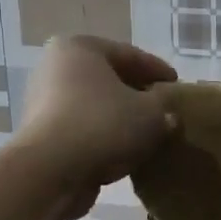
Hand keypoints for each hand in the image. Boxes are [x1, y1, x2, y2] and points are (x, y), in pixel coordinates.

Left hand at [12, 36, 176, 208]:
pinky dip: (104, 137)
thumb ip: (164, 107)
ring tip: (148, 135)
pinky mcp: (42, 135)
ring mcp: (43, 102)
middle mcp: (55, 67)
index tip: (178, 86)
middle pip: (109, 79)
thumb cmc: (103, 125)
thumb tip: (167, 115)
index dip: (159, 70)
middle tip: (164, 110)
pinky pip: (83, 130)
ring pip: (95, 106)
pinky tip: (125, 152)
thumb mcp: (151, 112)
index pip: (130, 54)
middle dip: (137, 95)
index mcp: (80, 48)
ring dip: (121, 119)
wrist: (51, 171)